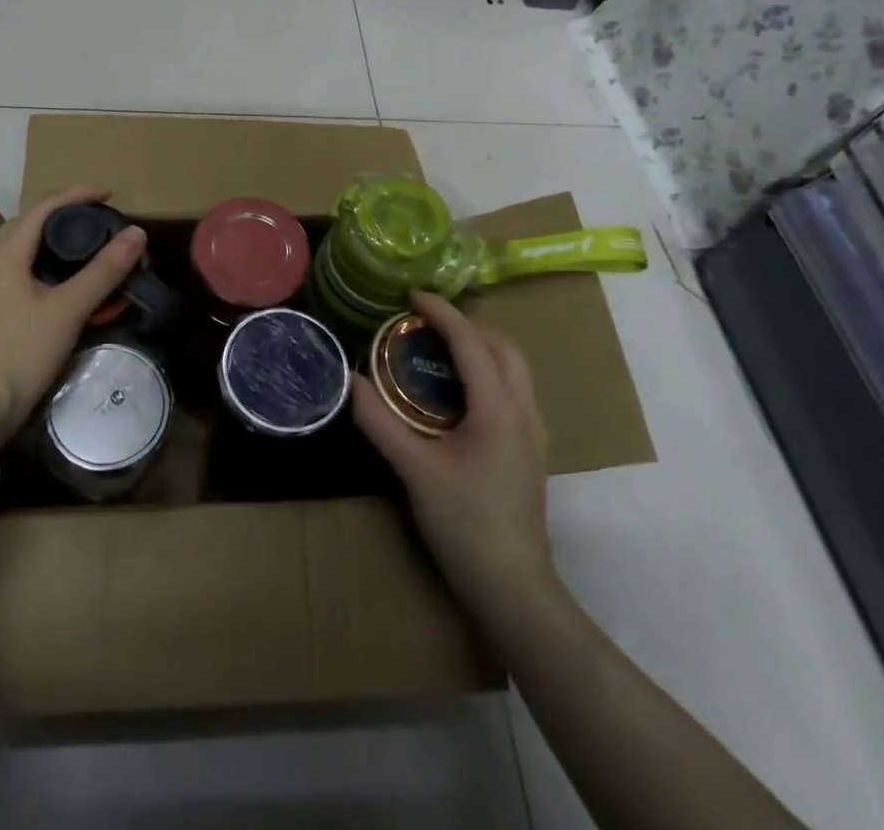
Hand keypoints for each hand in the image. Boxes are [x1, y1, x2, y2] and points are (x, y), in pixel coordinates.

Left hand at [0, 187, 144, 444]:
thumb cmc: (20, 353)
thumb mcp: (68, 310)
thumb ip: (104, 270)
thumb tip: (137, 233)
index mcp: (3, 252)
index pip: (44, 206)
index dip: (79, 195)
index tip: (111, 195)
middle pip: (30, 226)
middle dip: (67, 219)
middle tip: (101, 225)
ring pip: (22, 253)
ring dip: (55, 248)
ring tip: (88, 255)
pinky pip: (16, 277)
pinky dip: (44, 273)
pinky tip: (64, 292)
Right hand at [353, 291, 558, 611]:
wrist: (514, 587)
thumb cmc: (464, 524)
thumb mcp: (414, 470)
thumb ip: (380, 421)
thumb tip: (350, 381)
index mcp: (498, 409)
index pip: (471, 342)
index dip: (441, 313)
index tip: (411, 296)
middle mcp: (524, 411)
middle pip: (503, 346)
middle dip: (466, 325)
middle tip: (425, 323)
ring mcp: (534, 432)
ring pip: (514, 368)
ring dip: (479, 346)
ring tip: (438, 348)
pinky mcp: (530, 449)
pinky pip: (512, 389)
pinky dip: (486, 371)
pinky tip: (457, 391)